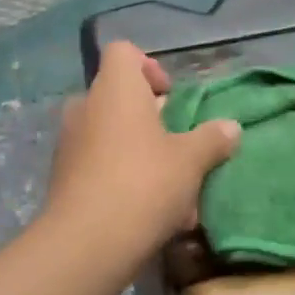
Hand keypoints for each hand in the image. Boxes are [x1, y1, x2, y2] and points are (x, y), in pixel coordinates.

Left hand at [41, 41, 240, 265]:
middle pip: (119, 96)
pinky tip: (149, 213)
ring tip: (171, 188)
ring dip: (140, 152)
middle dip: (150, 118)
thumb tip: (232, 127)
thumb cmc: (144, 183)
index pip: (123, 52)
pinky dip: (122, 177)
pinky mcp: (63, 177)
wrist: (86, 243)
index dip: (149, 66)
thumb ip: (212, 139)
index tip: (170, 97)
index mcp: (115, 89)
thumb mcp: (191, 161)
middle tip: (178, 144)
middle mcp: (86, 106)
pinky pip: (98, 164)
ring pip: (111, 135)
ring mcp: (70, 142)